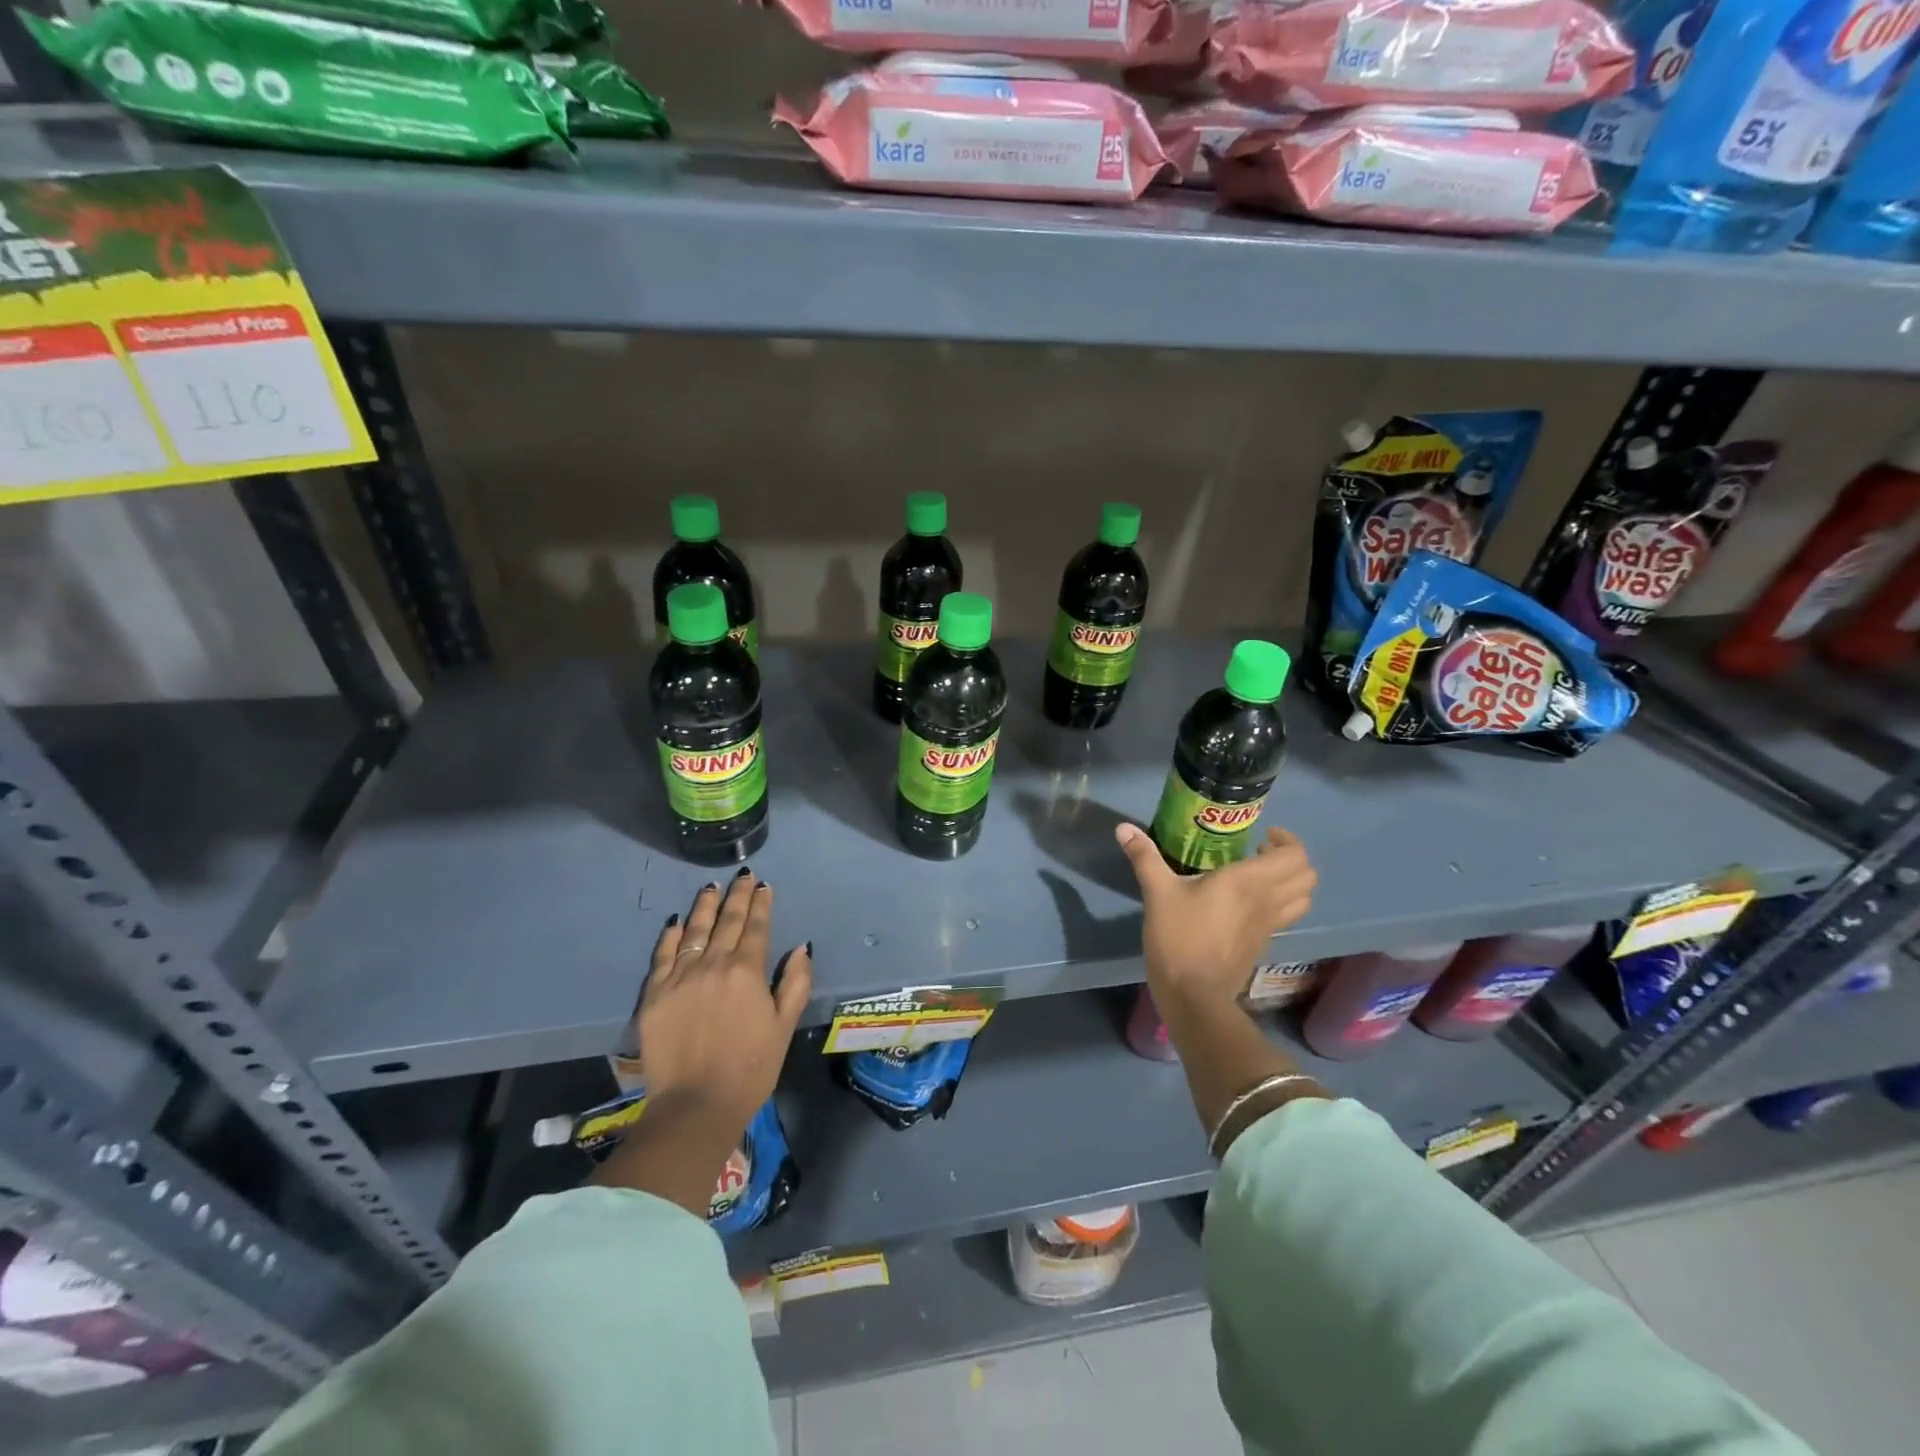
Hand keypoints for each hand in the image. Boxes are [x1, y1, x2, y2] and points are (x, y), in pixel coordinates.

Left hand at [638, 869, 812, 1129]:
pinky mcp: (655, 994)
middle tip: (743, 877)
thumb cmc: (750, 1068)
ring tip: (711, 887)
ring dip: (706, 906)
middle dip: (737, 896)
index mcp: (748, 971)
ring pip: (695, 931)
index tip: (764, 886)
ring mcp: (681, 977)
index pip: (756, 927)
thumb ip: (795, 983)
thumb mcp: (784, 1027)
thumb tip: (801, 948)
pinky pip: (664, 955)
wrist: (695, 1106)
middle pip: (727, 921)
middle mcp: (714, 964)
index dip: (761, 904)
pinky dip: (672, 935)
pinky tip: (678, 921)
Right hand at [1116, 823, 1315, 1016]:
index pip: (1295, 856)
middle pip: (1307, 876)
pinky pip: (1285, 916)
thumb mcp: (1158, 893)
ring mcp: (1269, 926)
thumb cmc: (1179, 938)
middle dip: (1290, 858)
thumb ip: (1145, 857)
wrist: (1194, 994)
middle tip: (1260, 852)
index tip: (1262, 836)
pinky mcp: (1263, 944)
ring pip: (1302, 899)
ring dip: (1290, 882)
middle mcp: (1267, 901)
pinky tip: (1245, 903)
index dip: (1287, 841)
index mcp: (1249, 882)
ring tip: (1259, 876)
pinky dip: (1278, 903)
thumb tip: (1123, 828)